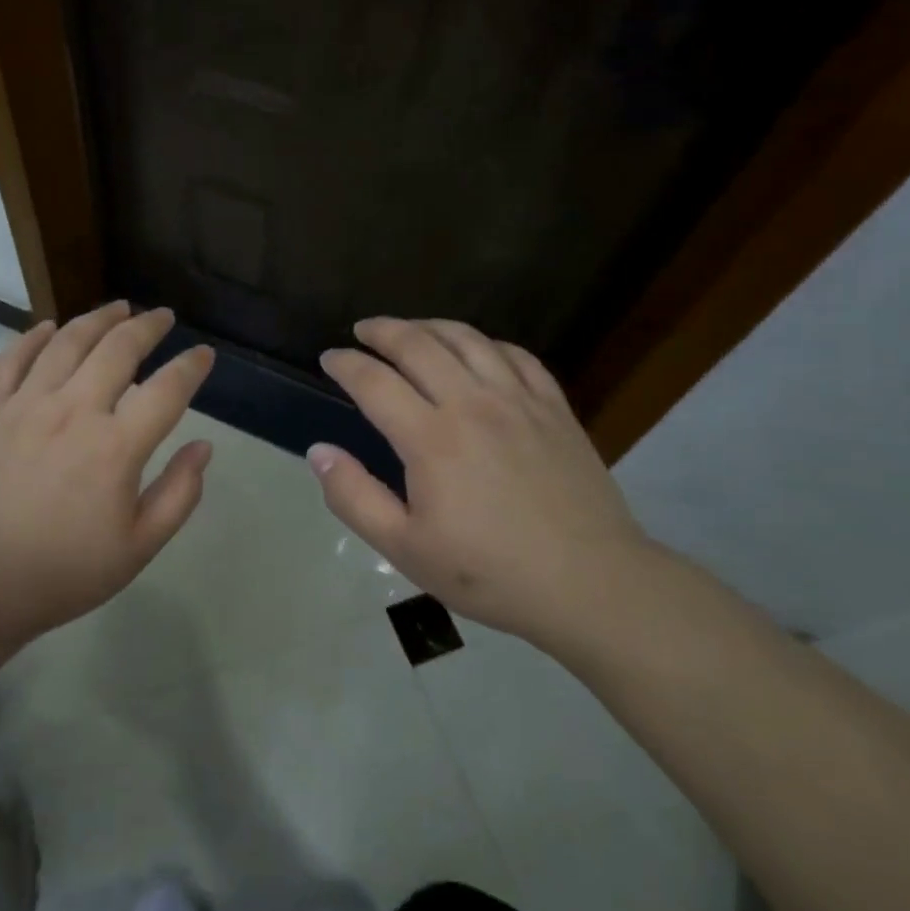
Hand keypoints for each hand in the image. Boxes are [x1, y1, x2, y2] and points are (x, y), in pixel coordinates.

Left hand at [0, 303, 214, 668]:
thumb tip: (204, 447)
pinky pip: (12, 359)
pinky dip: (33, 337)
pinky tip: (48, 327)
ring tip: (119, 308)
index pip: (167, 389)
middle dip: (147, 326)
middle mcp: (73, 411)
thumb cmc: (62, 574)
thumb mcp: (137, 549)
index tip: (203, 354)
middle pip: (118, 349)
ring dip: (98, 318)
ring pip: (67, 342)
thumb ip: (179, 495)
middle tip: (163, 316)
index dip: (191, 366)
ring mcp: (25, 406)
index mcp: (115, 447)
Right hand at [308, 317, 652, 646]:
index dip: (346, 364)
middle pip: (418, 344)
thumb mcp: (405, 548)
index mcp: (431, 438)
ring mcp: (519, 400)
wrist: (591, 584)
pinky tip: (476, 349)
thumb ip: (354, 497)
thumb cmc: (490, 572)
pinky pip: (516, 354)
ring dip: (430, 326)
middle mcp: (472, 403)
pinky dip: (485, 342)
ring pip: (467, 339)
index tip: (329, 358)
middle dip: (383, 330)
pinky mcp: (554, 408)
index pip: (374, 381)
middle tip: (363, 330)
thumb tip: (318, 452)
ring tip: (411, 329)